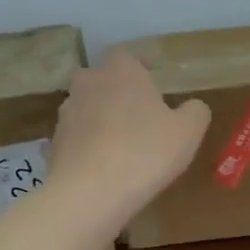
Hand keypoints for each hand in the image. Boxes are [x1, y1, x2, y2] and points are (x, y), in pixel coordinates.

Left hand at [49, 50, 211, 219]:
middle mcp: (89, 83)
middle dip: (114, 91)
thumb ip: (195, 111)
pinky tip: (103, 166)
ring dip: (99, 118)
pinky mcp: (54, 143)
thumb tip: (192, 106)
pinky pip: (76, 137)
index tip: (151, 82)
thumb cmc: (145, 152)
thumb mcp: (188, 132)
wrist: (89, 193)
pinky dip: (87, 145)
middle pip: (100, 79)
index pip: (125, 55)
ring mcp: (66, 113)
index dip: (138, 68)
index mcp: (121, 71)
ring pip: (85, 107)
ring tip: (119, 144)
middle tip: (135, 113)